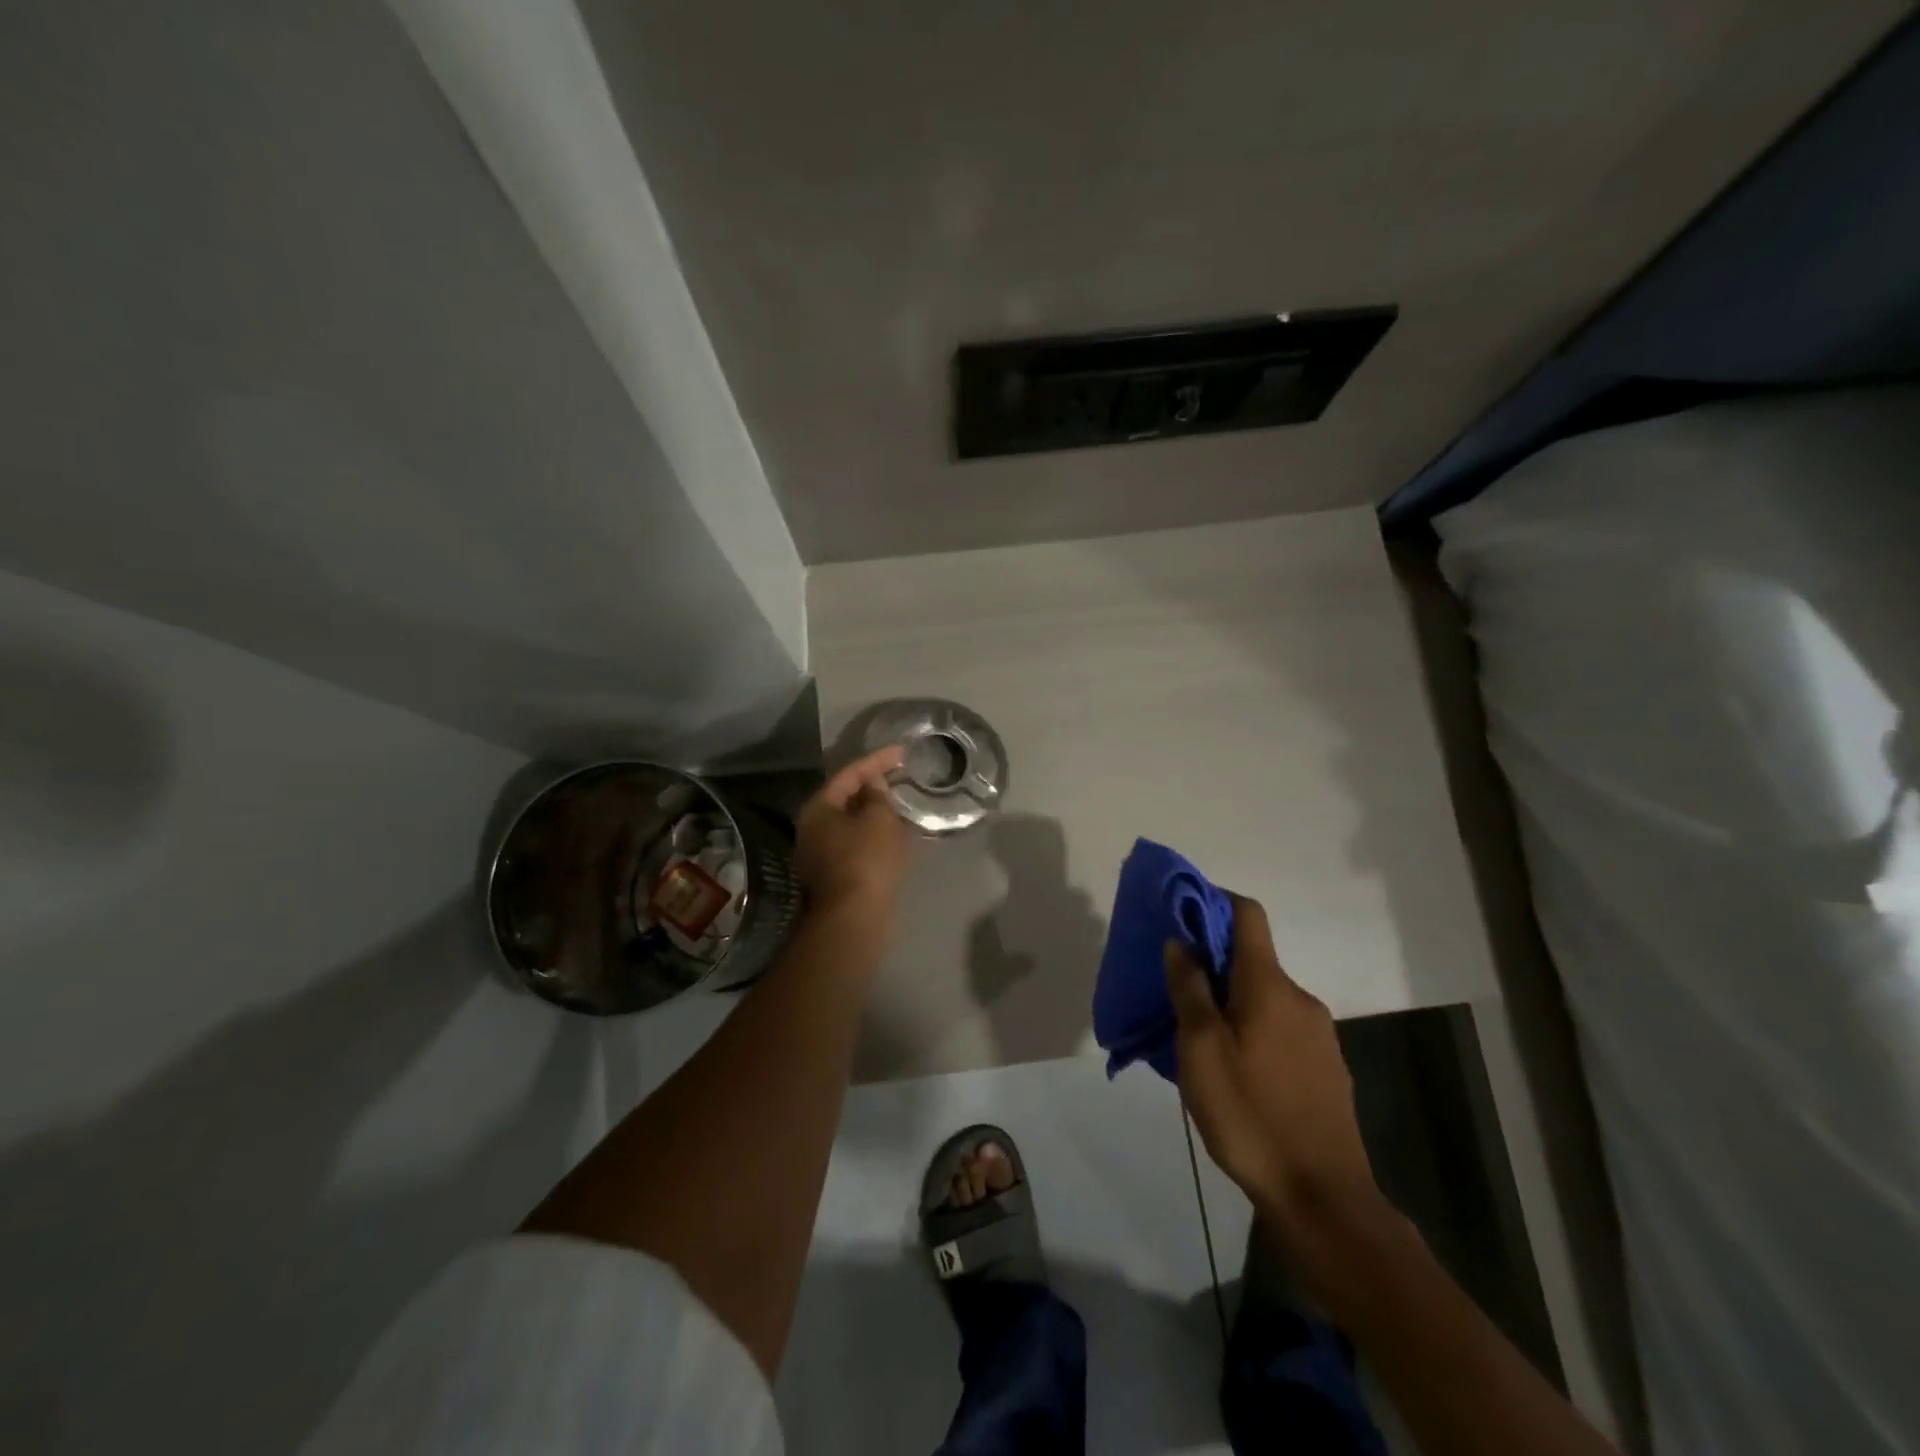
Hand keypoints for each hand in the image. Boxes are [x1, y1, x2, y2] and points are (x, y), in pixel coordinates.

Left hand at [796, 746, 913, 924]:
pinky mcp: (835, 876)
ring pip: (851, 824)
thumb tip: (872, 785)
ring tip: (901, 805)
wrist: (856, 917)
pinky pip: (857, 845)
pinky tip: (895, 836)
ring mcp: (821, 855)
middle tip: (900, 778)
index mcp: (818, 808)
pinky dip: (875, 836)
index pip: (849, 773)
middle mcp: (812, 829)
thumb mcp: (879, 819)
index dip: (877, 760)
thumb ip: (878, 795)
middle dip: (873, 787)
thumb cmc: (867, 859)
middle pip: (845, 798)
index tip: (902, 753)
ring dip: (875, 813)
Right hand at [1165, 896, 1382, 1241]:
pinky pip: (1280, 1027)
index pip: (1247, 914)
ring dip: (1230, 1002)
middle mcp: (1299, 998)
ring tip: (1198, 1038)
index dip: (1214, 902)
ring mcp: (1318, 1034)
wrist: (1323, 1197)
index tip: (1180, 916)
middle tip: (1175, 993)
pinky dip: (1251, 1028)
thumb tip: (1180, 942)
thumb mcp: (1201, 1050)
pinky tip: (1234, 1070)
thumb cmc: (1250, 1114)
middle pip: (1252, 958)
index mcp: (1268, 984)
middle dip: (1212, 964)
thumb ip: (1189, 989)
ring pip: (1264, 997)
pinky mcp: (1326, 1067)